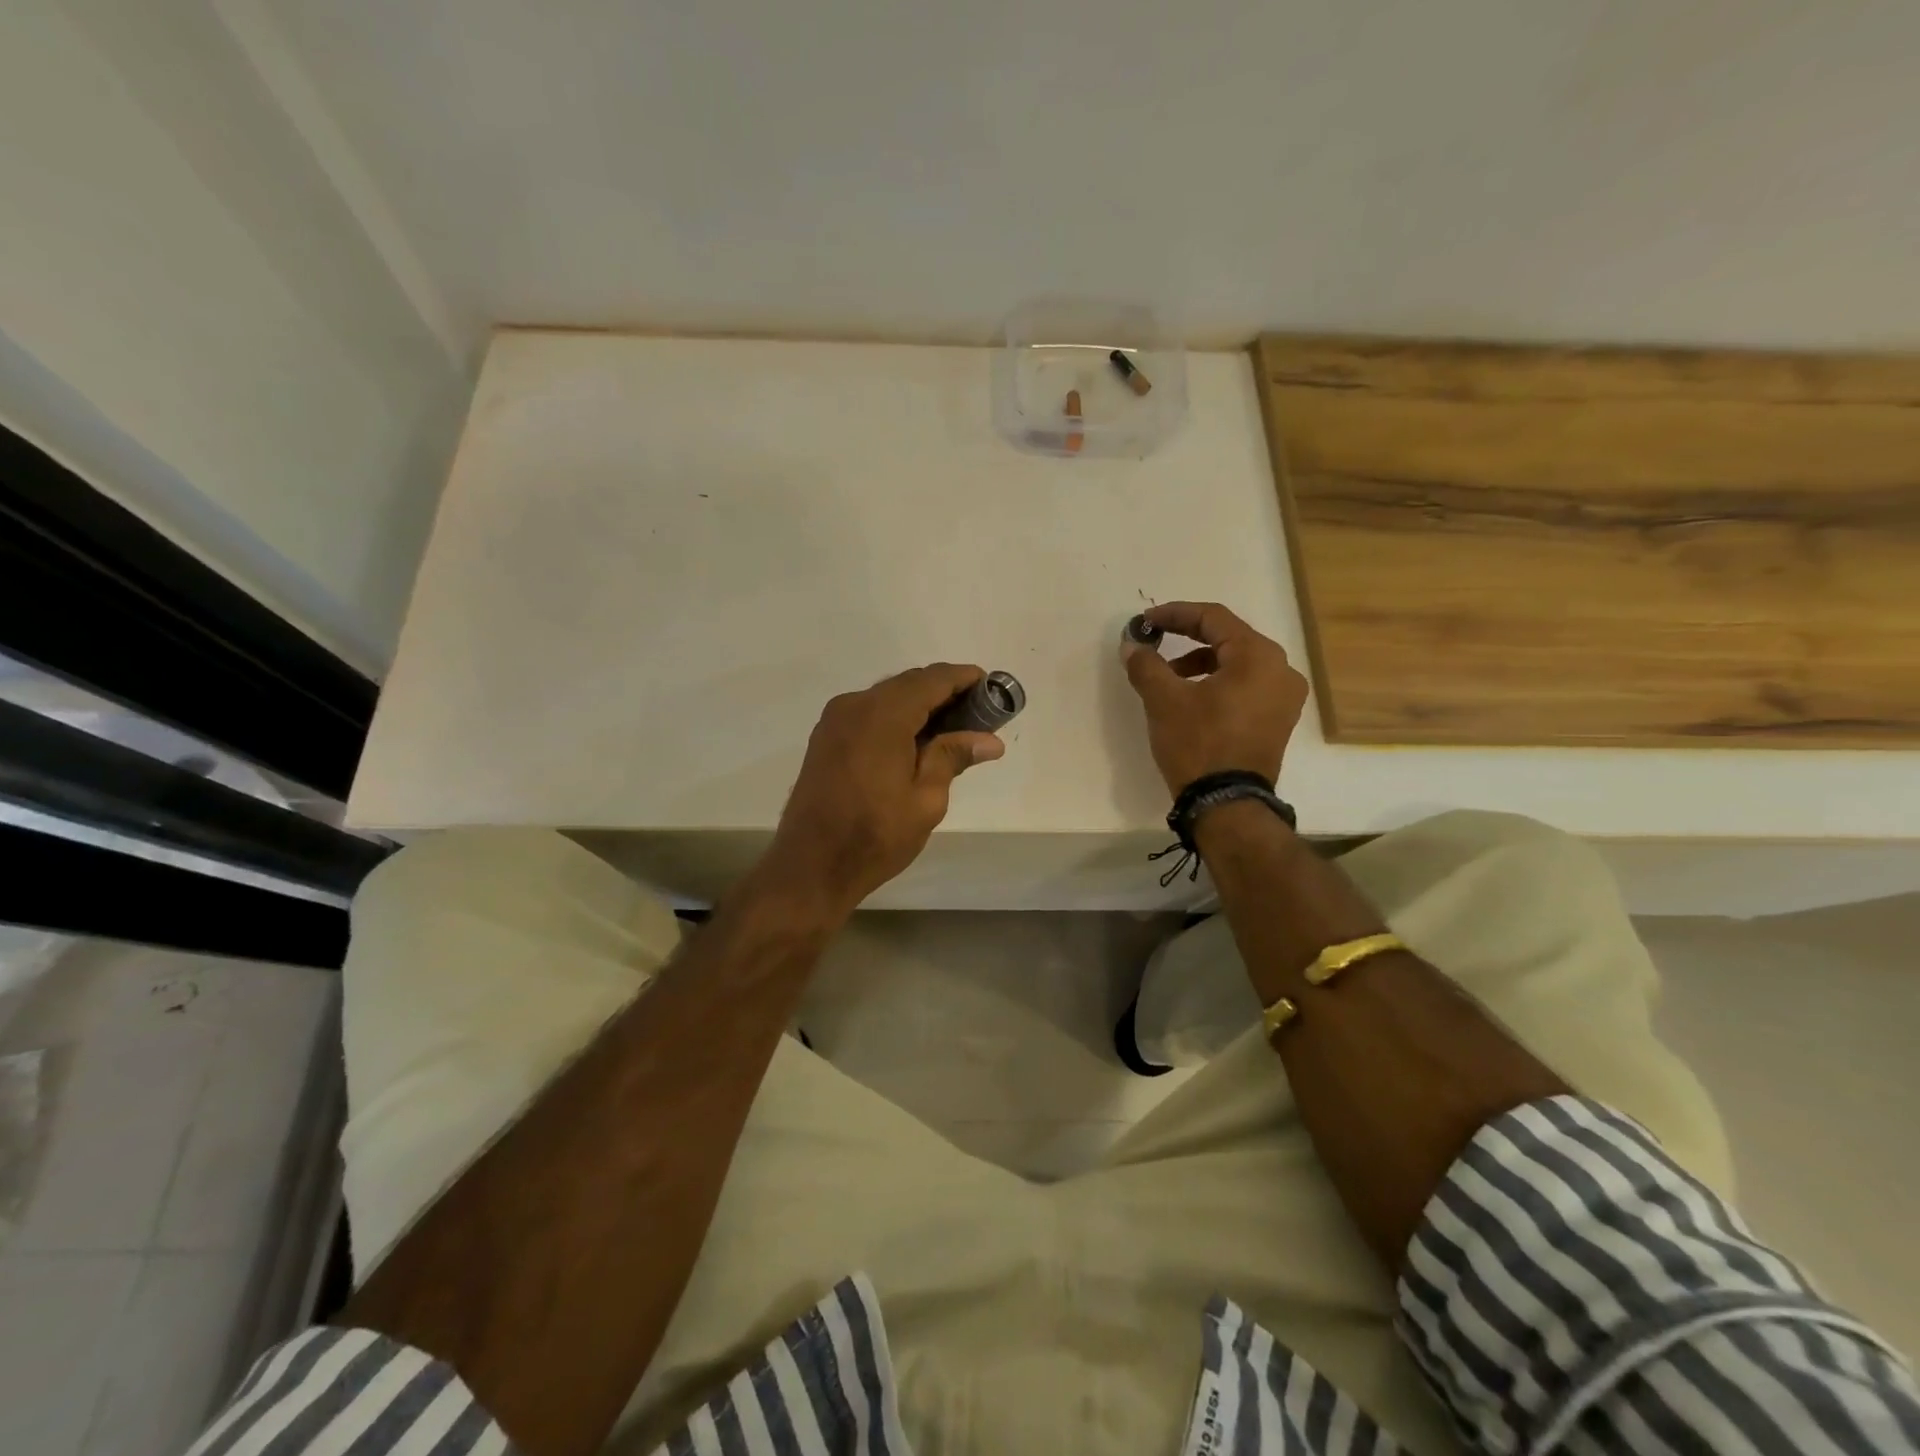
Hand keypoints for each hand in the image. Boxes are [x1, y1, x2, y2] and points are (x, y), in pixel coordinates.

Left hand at [763, 664, 1005, 917]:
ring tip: (952, 729)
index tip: (991, 686)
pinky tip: (915, 741)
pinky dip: (896, 716)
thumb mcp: (926, 800)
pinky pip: (869, 713)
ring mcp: (835, 720)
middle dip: (944, 692)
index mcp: (882, 716)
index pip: (932, 680)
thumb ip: (953, 757)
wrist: (810, 866)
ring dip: (919, 704)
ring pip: (887, 697)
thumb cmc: (875, 836)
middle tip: (978, 715)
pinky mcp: (826, 737)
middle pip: (908, 683)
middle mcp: (854, 705)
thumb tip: (990, 740)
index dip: (963, 678)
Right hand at [1121, 602, 1308, 794]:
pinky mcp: (1278, 721)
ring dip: (1200, 664)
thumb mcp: (1164, 701)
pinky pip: (1246, 687)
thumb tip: (1131, 645)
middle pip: (1228, 639)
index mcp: (1258, 656)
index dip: (1175, 615)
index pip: (1213, 618)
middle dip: (1187, 639)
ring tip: (1168, 679)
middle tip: (1154, 645)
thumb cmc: (1198, 744)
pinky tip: (1192, 700)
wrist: (1226, 804)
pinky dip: (1218, 684)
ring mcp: (1285, 698)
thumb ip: (1146, 665)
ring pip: (1237, 664)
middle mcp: (1281, 670)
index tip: (1145, 622)